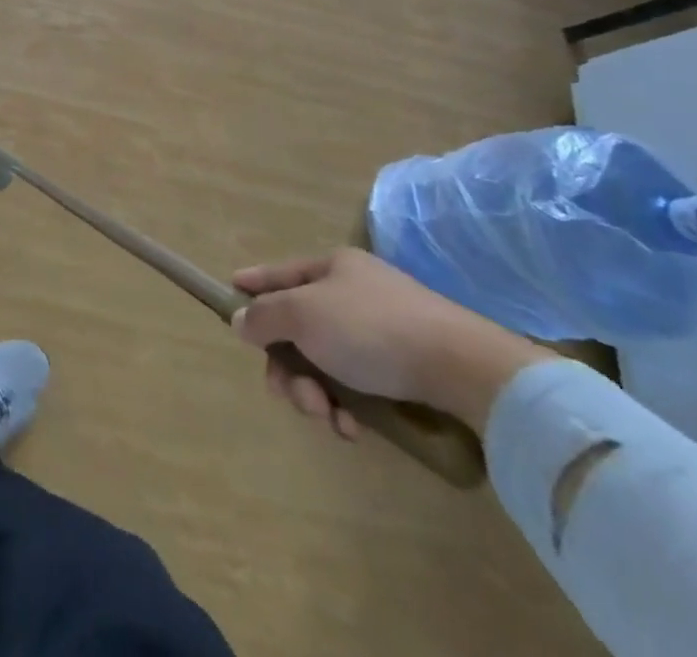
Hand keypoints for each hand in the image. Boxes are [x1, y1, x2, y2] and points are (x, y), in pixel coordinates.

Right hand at [231, 247, 552, 435]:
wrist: (466, 370)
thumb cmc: (371, 329)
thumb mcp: (303, 314)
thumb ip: (264, 316)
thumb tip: (241, 319)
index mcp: (332, 267)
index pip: (279, 273)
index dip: (252, 285)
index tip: (229, 296)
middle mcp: (355, 293)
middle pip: (299, 327)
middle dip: (289, 366)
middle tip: (292, 396)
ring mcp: (384, 330)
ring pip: (327, 361)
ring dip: (317, 393)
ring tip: (330, 418)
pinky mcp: (409, 368)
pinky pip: (360, 384)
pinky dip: (349, 406)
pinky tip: (355, 428)